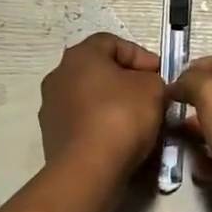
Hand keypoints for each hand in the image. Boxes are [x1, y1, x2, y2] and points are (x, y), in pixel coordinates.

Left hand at [39, 34, 166, 185]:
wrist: (88, 169)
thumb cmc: (121, 116)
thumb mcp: (153, 88)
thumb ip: (153, 79)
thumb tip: (146, 86)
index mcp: (80, 55)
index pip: (112, 42)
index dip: (140, 55)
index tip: (160, 73)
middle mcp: (58, 76)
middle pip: (99, 70)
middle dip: (127, 81)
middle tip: (151, 96)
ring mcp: (51, 107)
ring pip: (90, 98)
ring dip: (113, 104)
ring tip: (138, 121)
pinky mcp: (52, 136)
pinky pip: (83, 122)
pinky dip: (102, 126)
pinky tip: (120, 140)